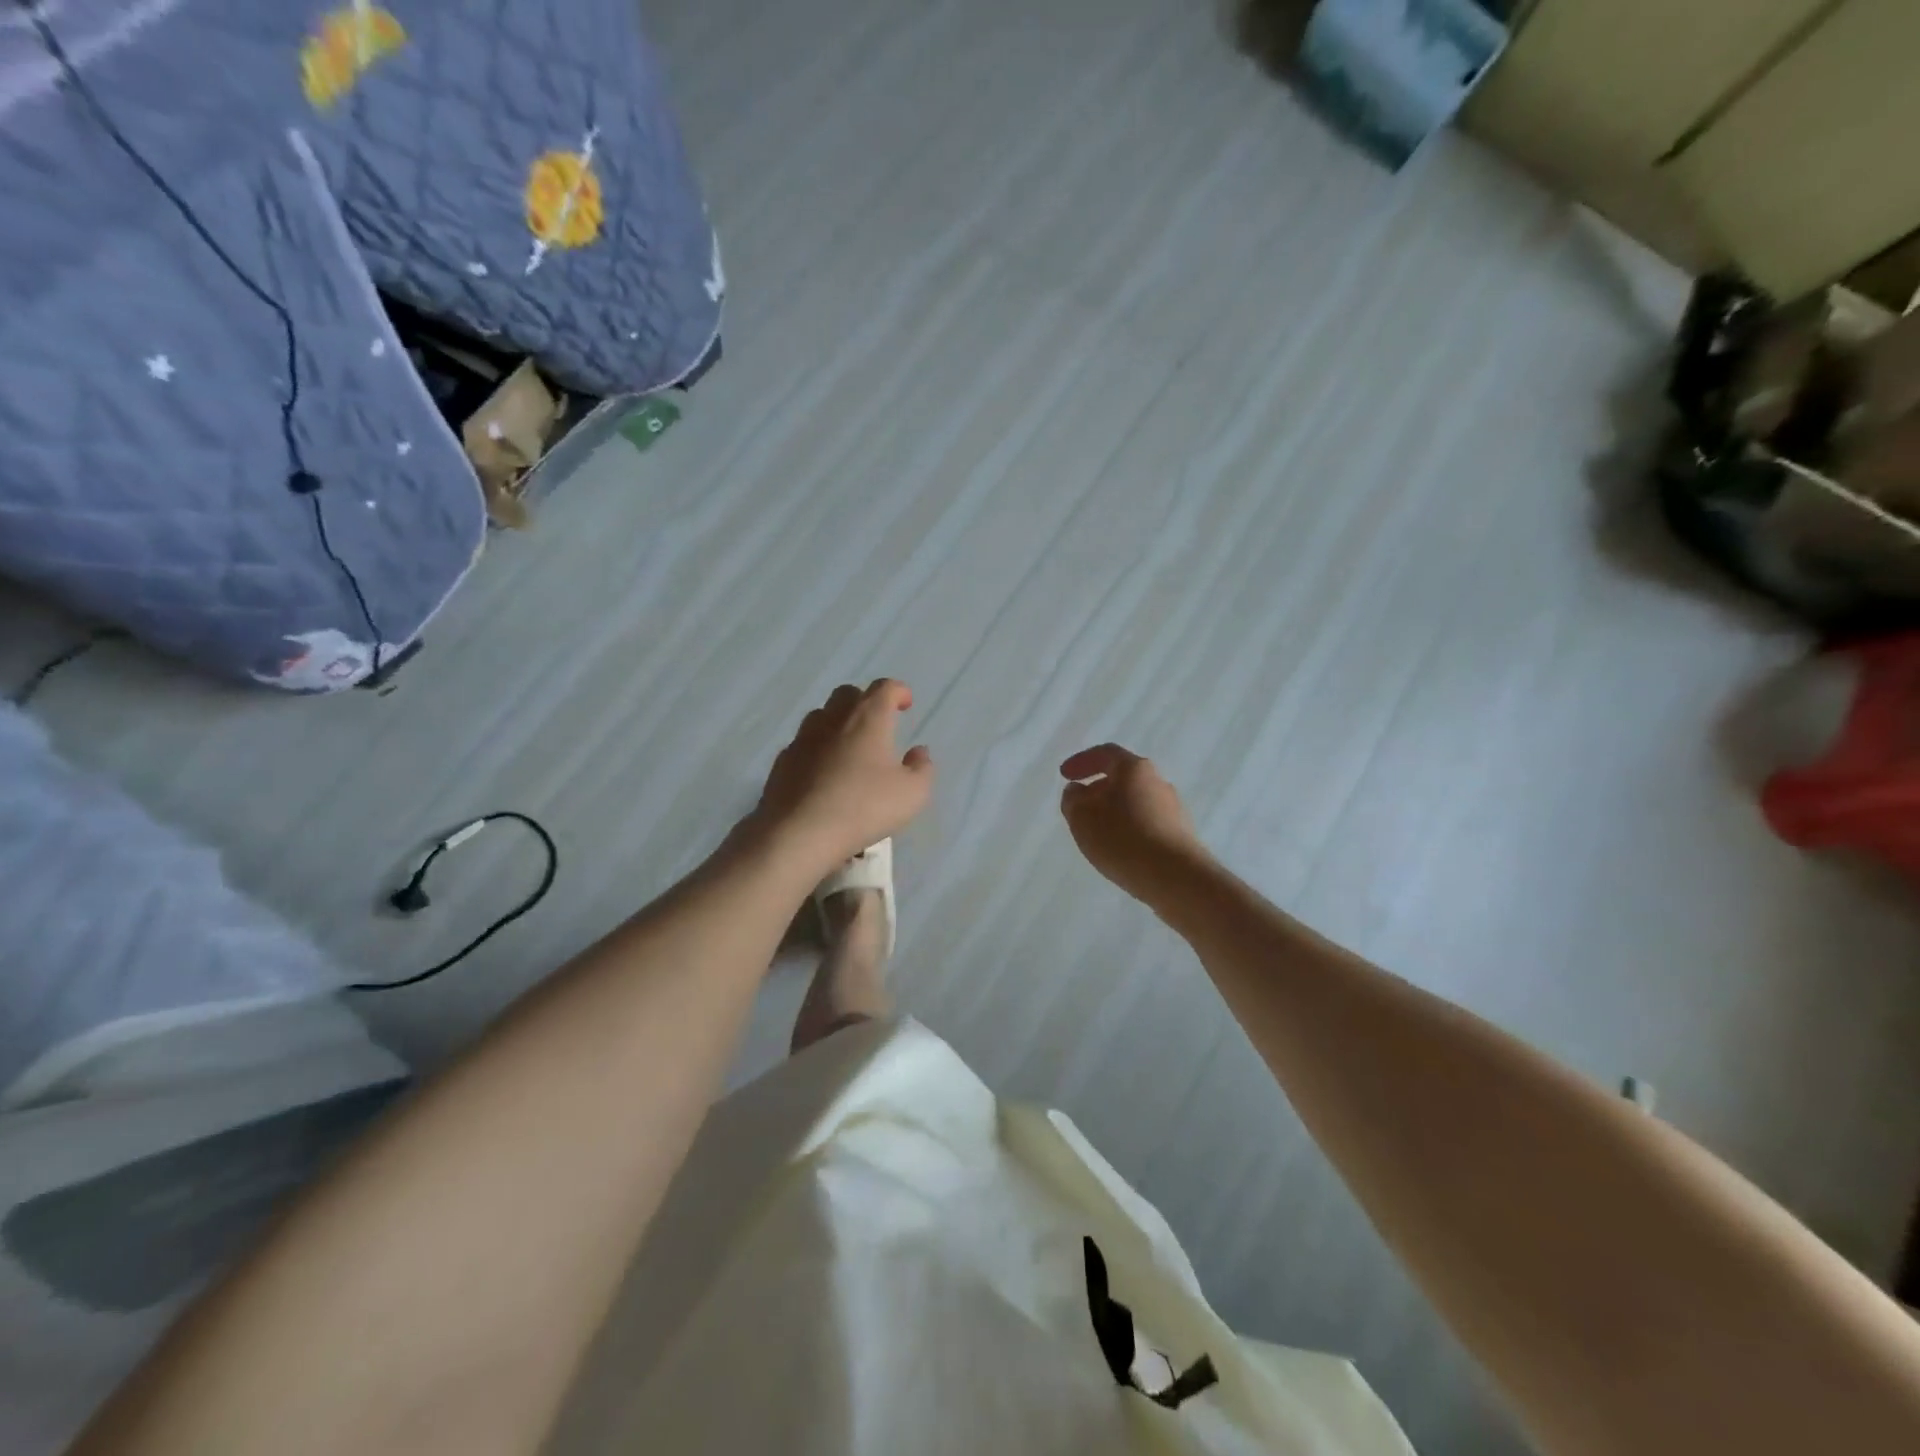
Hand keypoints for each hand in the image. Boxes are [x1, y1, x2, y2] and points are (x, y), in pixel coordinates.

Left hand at [749, 680, 933, 873]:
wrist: (798, 833)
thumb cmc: (864, 807)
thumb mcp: (912, 794)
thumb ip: (922, 768)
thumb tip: (919, 752)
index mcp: (868, 718)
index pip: (884, 688)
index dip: (898, 691)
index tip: (906, 703)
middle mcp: (833, 719)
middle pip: (848, 694)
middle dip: (865, 702)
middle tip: (878, 725)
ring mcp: (802, 739)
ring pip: (821, 716)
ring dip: (838, 724)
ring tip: (850, 748)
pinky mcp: (782, 762)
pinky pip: (803, 745)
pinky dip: (817, 750)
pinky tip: (823, 774)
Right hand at [1059, 744, 1207, 902]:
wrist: (1175, 877)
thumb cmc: (1122, 838)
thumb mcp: (1082, 817)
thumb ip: (1073, 799)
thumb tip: (1078, 790)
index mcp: (1134, 769)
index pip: (1105, 754)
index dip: (1082, 761)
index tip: (1065, 775)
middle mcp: (1158, 781)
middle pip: (1123, 777)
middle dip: (1098, 789)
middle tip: (1079, 807)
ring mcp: (1173, 808)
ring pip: (1135, 801)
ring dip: (1114, 811)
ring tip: (1097, 832)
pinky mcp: (1180, 834)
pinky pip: (1147, 823)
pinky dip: (1129, 828)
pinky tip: (1120, 848)